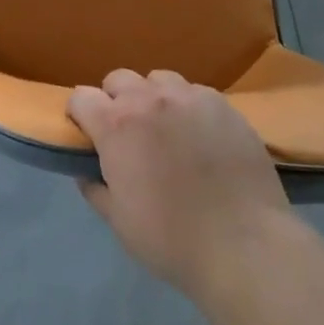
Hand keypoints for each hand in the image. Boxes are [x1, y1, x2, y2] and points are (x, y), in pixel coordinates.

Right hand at [68, 69, 303, 303]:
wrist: (243, 244)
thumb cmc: (172, 239)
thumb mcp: (119, 222)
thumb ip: (96, 189)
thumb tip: (87, 172)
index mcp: (116, 125)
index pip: (81, 97)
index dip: (80, 114)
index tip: (87, 134)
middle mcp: (149, 99)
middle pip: (118, 79)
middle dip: (115, 101)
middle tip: (128, 134)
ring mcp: (189, 97)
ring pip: (159, 80)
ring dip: (153, 98)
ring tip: (167, 128)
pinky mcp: (223, 104)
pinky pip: (195, 92)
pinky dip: (189, 107)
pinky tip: (201, 135)